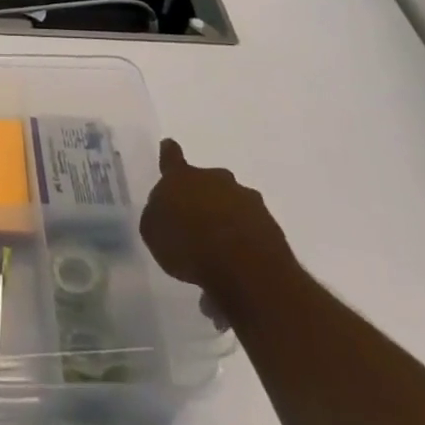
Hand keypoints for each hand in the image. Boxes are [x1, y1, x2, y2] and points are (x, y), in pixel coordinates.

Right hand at [140, 139, 298, 324]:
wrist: (244, 268)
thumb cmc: (188, 244)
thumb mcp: (153, 232)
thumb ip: (157, 218)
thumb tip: (166, 214)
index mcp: (182, 177)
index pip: (171, 158)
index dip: (169, 153)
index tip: (168, 145)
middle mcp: (216, 181)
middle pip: (207, 184)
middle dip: (202, 200)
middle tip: (194, 227)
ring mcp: (247, 202)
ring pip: (231, 209)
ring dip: (223, 227)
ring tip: (213, 264)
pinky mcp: (270, 227)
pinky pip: (249, 234)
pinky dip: (241, 250)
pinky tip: (232, 279)